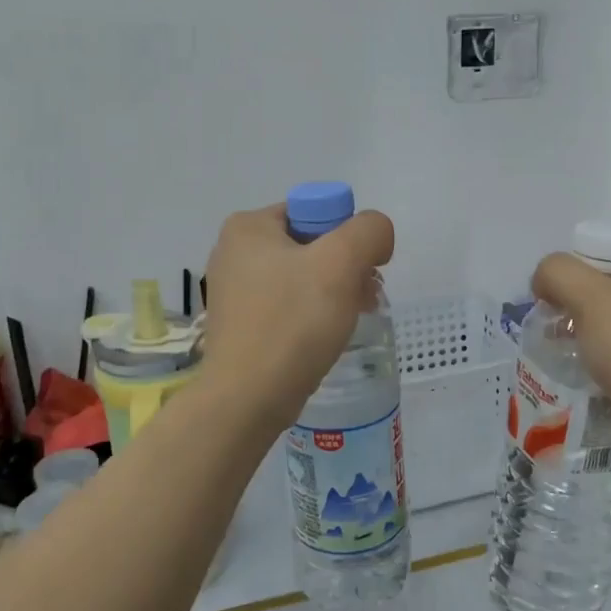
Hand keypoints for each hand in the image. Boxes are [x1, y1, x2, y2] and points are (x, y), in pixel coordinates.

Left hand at [202, 203, 395, 422]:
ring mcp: (235, 290)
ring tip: (352, 317)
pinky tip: (328, 336)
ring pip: (302, 278)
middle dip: (346, 268)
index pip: (315, 212)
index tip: (362, 271)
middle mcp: (234, 252)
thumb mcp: (341, 262)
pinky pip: (288, 306)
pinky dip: (312, 315)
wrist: (248, 398)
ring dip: (335, 292)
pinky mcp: (241, 324)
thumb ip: (369, 231)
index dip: (348, 237)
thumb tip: (376, 235)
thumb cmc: (292, 323)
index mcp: (248, 226)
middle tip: (366, 296)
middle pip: (311, 245)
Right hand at [531, 243, 610, 467]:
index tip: (554, 295)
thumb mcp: (590, 298)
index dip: (577, 267)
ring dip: (581, 330)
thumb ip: (558, 273)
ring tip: (558, 347)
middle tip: (551, 322)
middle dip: (574, 302)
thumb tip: (543, 280)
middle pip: (609, 286)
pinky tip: (579, 369)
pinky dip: (597, 356)